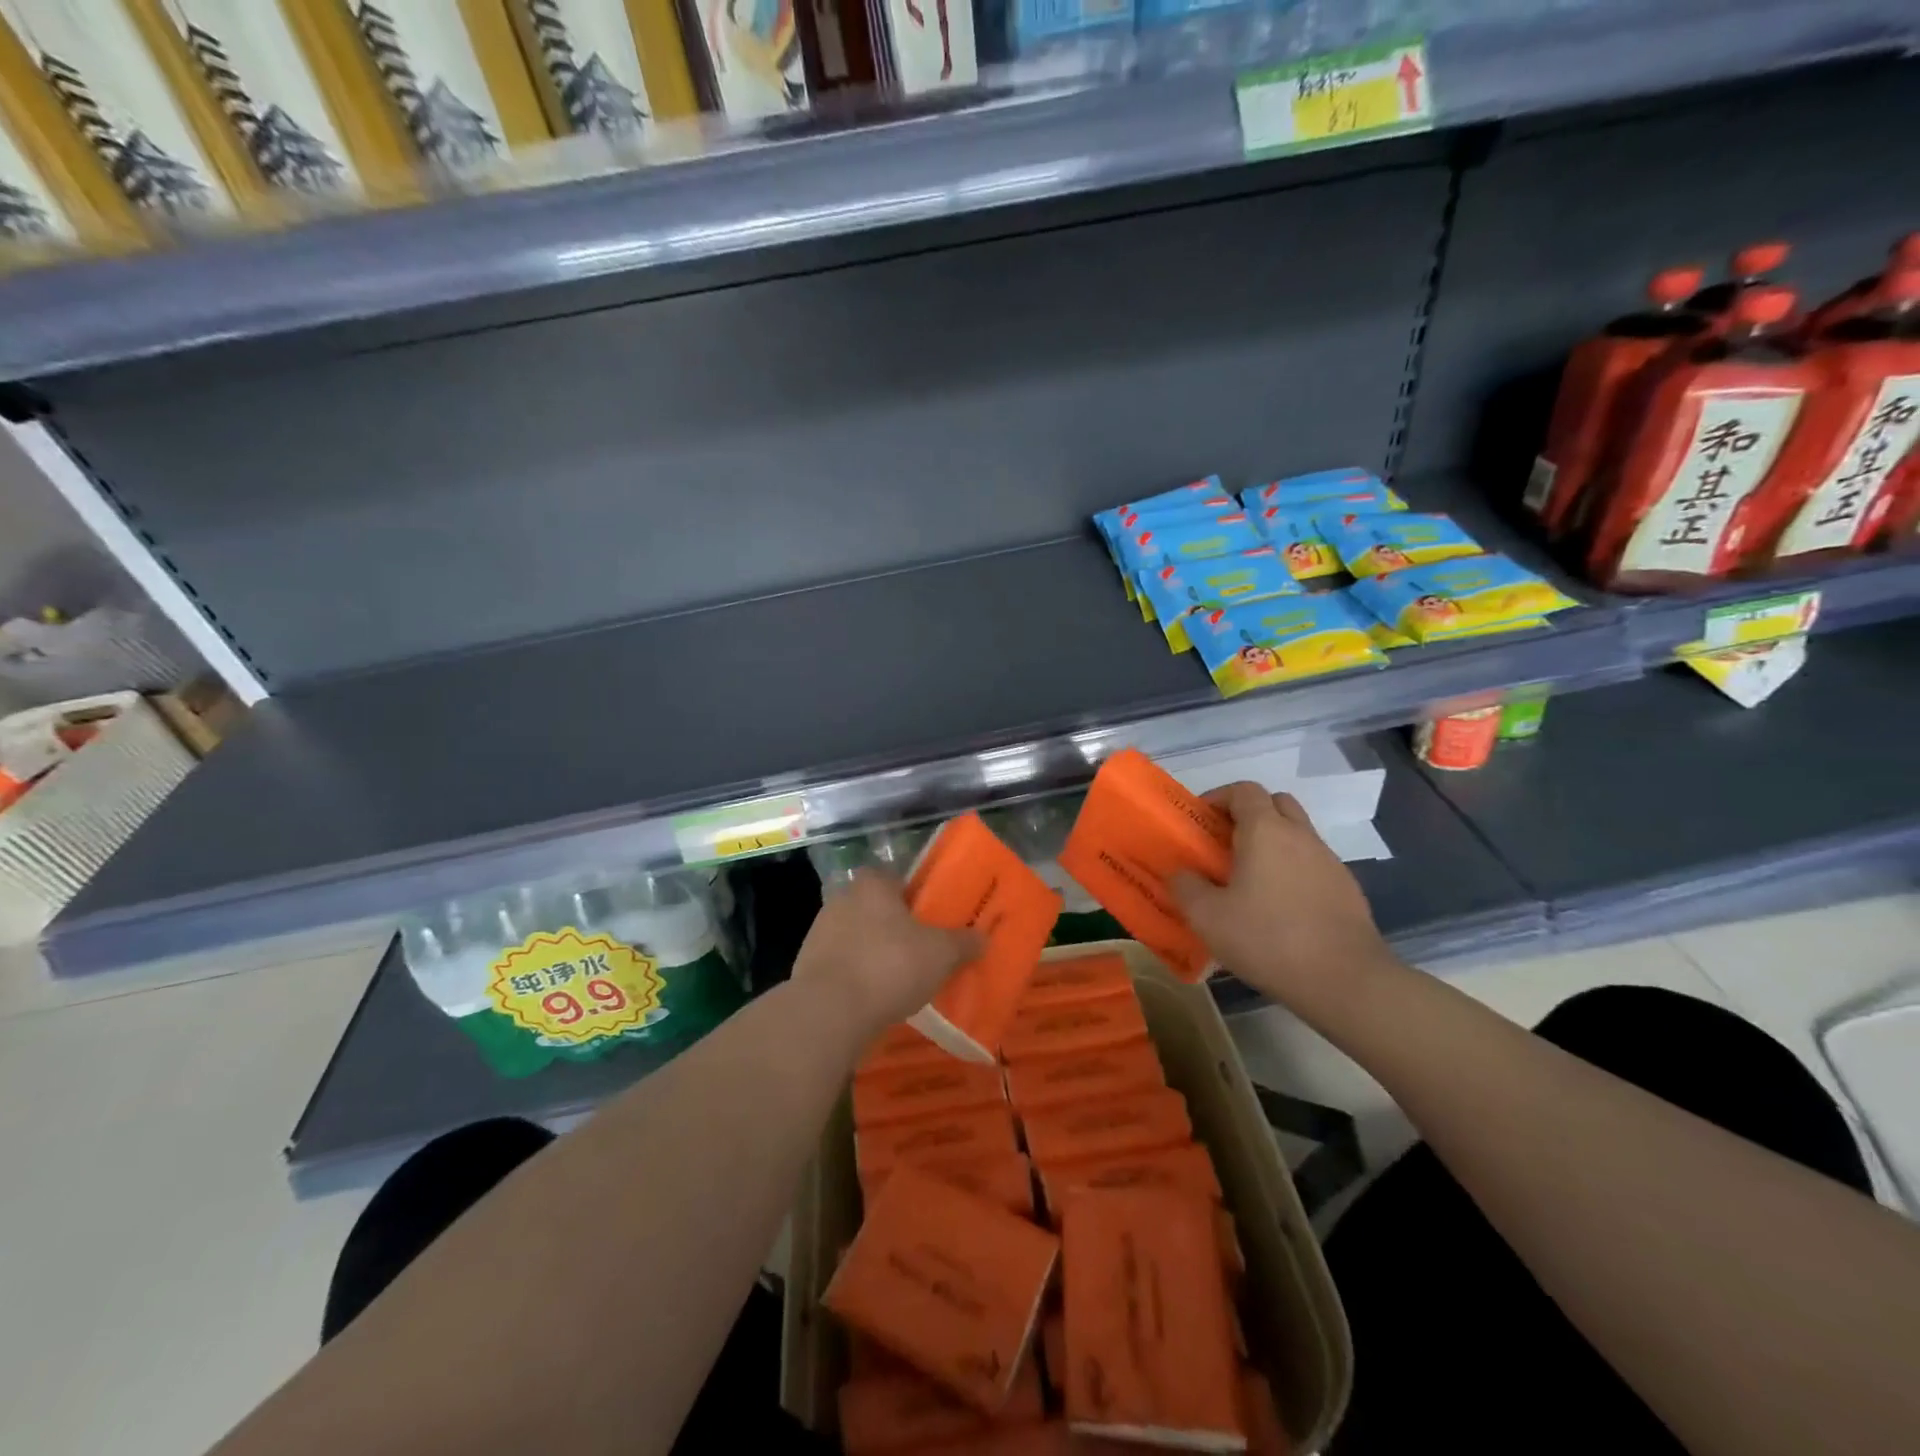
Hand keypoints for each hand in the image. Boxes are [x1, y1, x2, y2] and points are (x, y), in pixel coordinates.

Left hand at [792, 869, 980, 1042]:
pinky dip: (854, 977)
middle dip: (890, 925)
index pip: (889, 876)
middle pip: (871, 907)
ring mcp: (818, 933)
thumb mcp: (941, 954)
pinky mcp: (806, 967)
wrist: (830, 1011)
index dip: (907, 894)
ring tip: (897, 979)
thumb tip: (982, 937)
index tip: (924, 916)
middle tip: (916, 949)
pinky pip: (839, 965)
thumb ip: (963, 943)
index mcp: (872, 885)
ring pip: (854, 937)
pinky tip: (872, 998)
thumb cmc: (890, 965)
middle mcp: (841, 900)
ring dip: (871, 953)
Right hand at [1170, 782, 1394, 1014]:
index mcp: (1265, 831)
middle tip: (1226, 845)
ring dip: (1272, 845)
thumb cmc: (1268, 939)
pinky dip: (1293, 871)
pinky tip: (1280, 909)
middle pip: (1275, 803)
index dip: (1219, 798)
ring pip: (1296, 835)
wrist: (1345, 980)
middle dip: (1249, 815)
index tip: (1202, 822)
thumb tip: (1180, 874)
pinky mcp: (1347, 889)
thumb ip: (1186, 887)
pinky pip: (1312, 864)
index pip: (1243, 790)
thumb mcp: (1208, 917)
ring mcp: (1329, 861)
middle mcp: (1300, 835)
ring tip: (1250, 881)